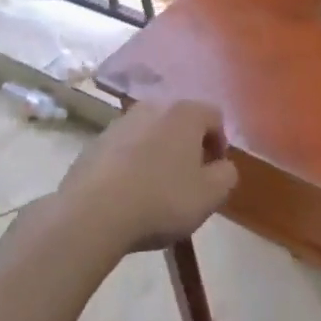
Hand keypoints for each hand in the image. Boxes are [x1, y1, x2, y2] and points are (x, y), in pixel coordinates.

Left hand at [58, 100, 237, 253]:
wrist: (93, 213)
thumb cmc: (162, 200)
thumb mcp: (211, 195)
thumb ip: (227, 175)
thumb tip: (222, 166)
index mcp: (184, 113)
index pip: (215, 116)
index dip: (221, 144)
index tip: (215, 173)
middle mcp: (152, 107)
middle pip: (180, 122)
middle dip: (188, 147)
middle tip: (189, 180)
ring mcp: (119, 123)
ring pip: (150, 134)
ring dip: (158, 154)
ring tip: (156, 189)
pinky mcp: (94, 143)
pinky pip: (124, 149)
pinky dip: (132, 164)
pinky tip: (129, 193)